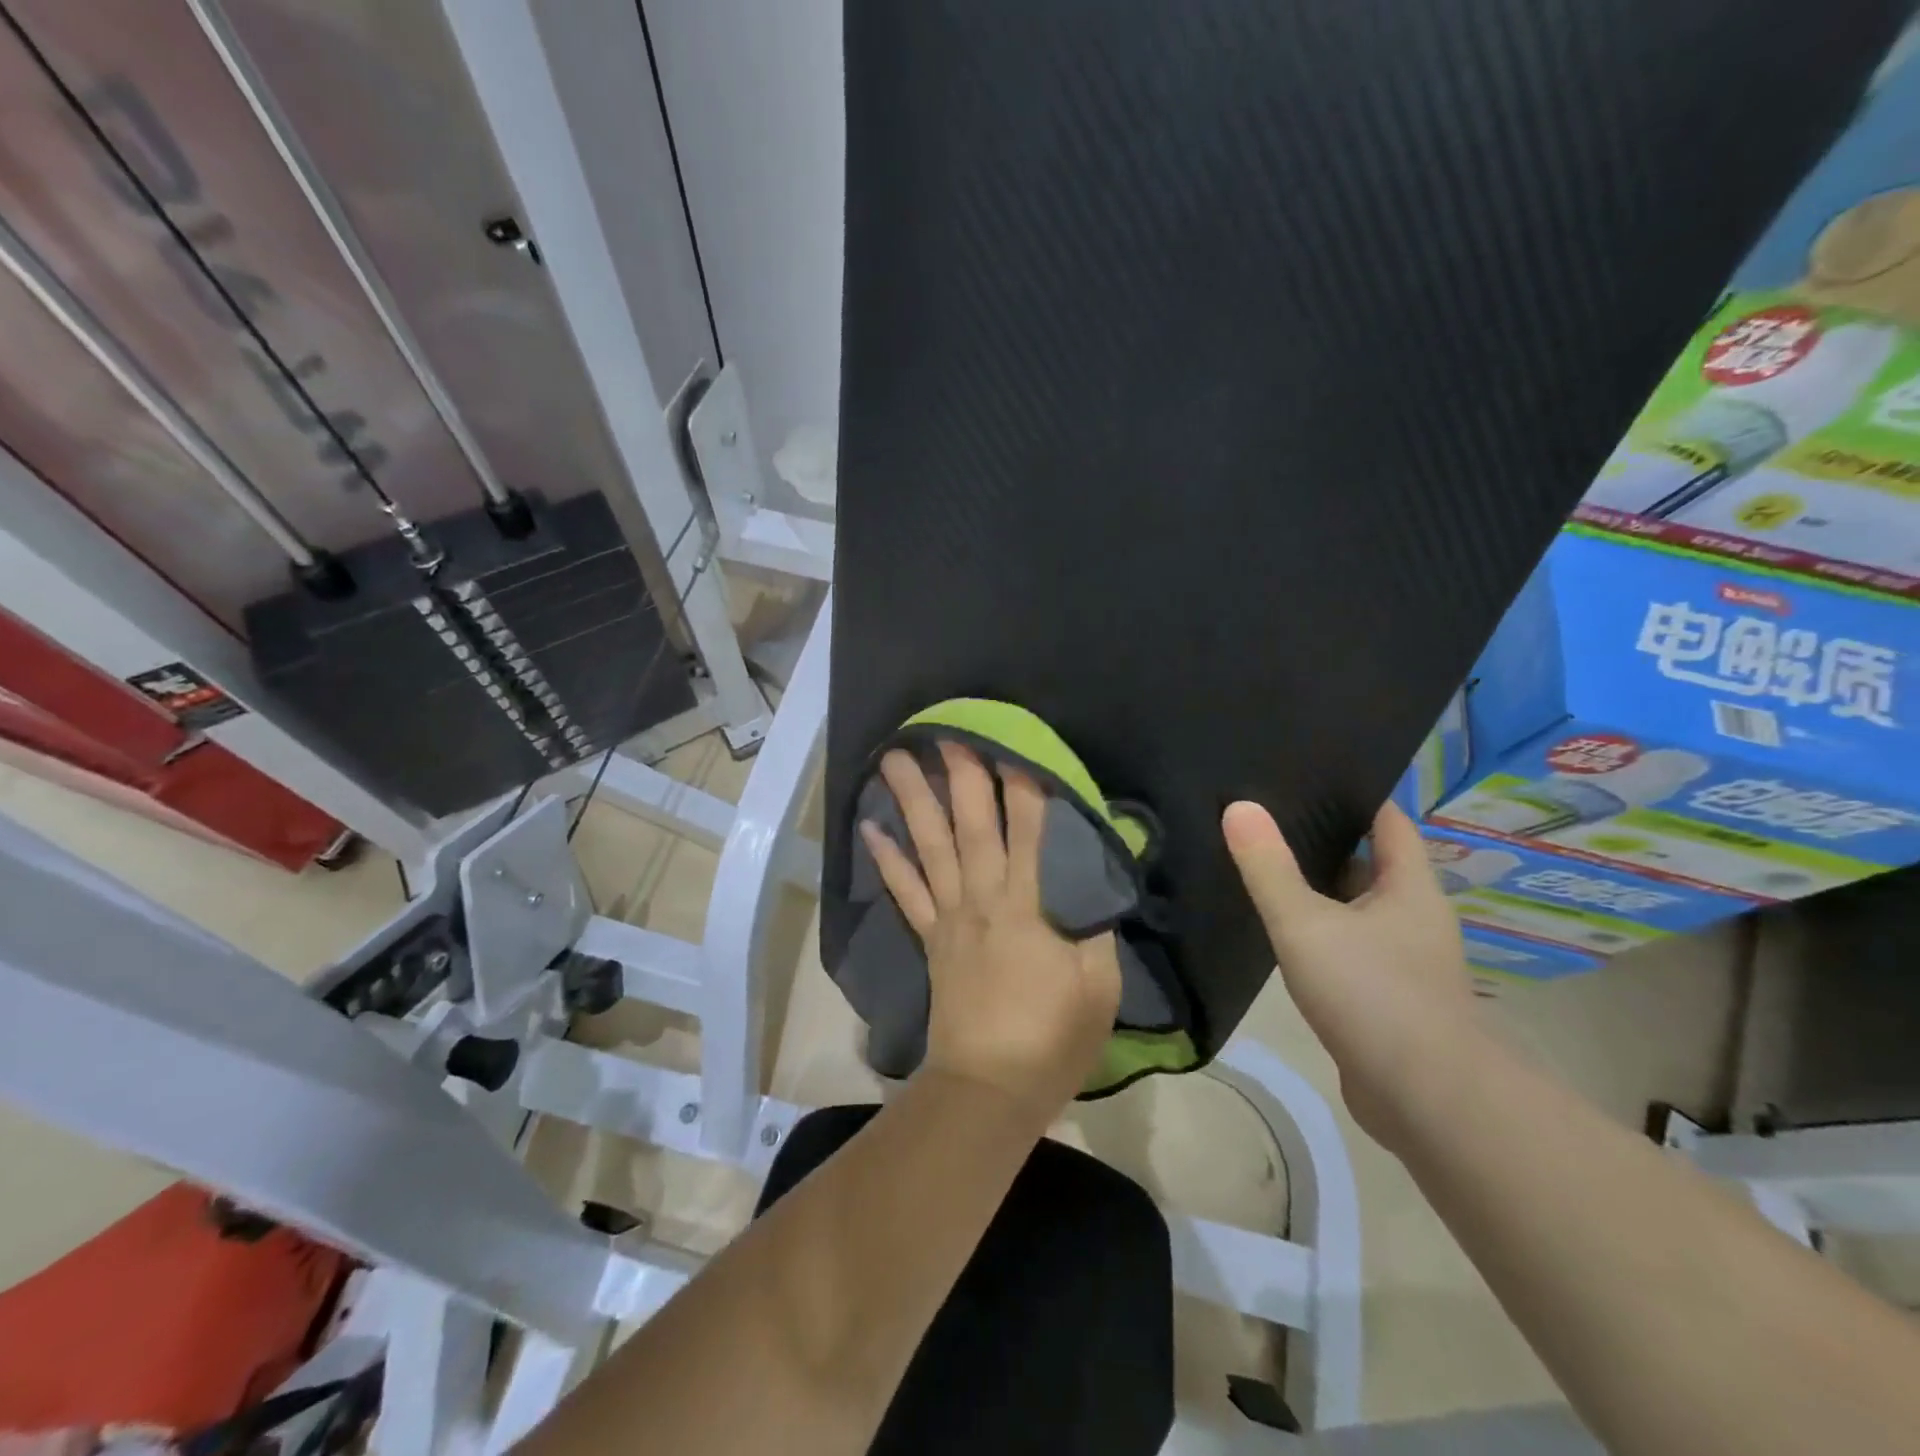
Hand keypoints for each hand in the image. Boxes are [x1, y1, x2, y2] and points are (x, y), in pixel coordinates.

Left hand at [860, 743, 1122, 1124]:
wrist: (989, 1090)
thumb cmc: (1052, 1039)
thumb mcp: (1098, 986)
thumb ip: (1097, 926)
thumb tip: (1097, 878)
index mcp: (1028, 907)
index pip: (1031, 832)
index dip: (1025, 785)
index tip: (1015, 742)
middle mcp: (983, 899)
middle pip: (971, 826)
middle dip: (961, 774)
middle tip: (946, 729)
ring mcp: (950, 917)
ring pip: (930, 847)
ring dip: (913, 800)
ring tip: (895, 758)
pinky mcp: (930, 939)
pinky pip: (904, 893)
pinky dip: (886, 860)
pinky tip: (871, 828)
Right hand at [1222, 798, 1482, 1147]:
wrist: (1426, 1101)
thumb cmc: (1372, 994)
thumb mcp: (1306, 923)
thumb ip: (1269, 867)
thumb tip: (1239, 807)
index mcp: (1409, 888)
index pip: (1388, 821)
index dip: (1355, 796)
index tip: (1309, 777)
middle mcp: (1414, 917)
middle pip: (1369, 864)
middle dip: (1324, 843)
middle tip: (1266, 820)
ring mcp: (1404, 961)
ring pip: (1355, 910)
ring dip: (1319, 893)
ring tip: (1263, 869)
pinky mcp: (1389, 999)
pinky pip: (1350, 949)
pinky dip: (1320, 935)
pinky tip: (1281, 935)